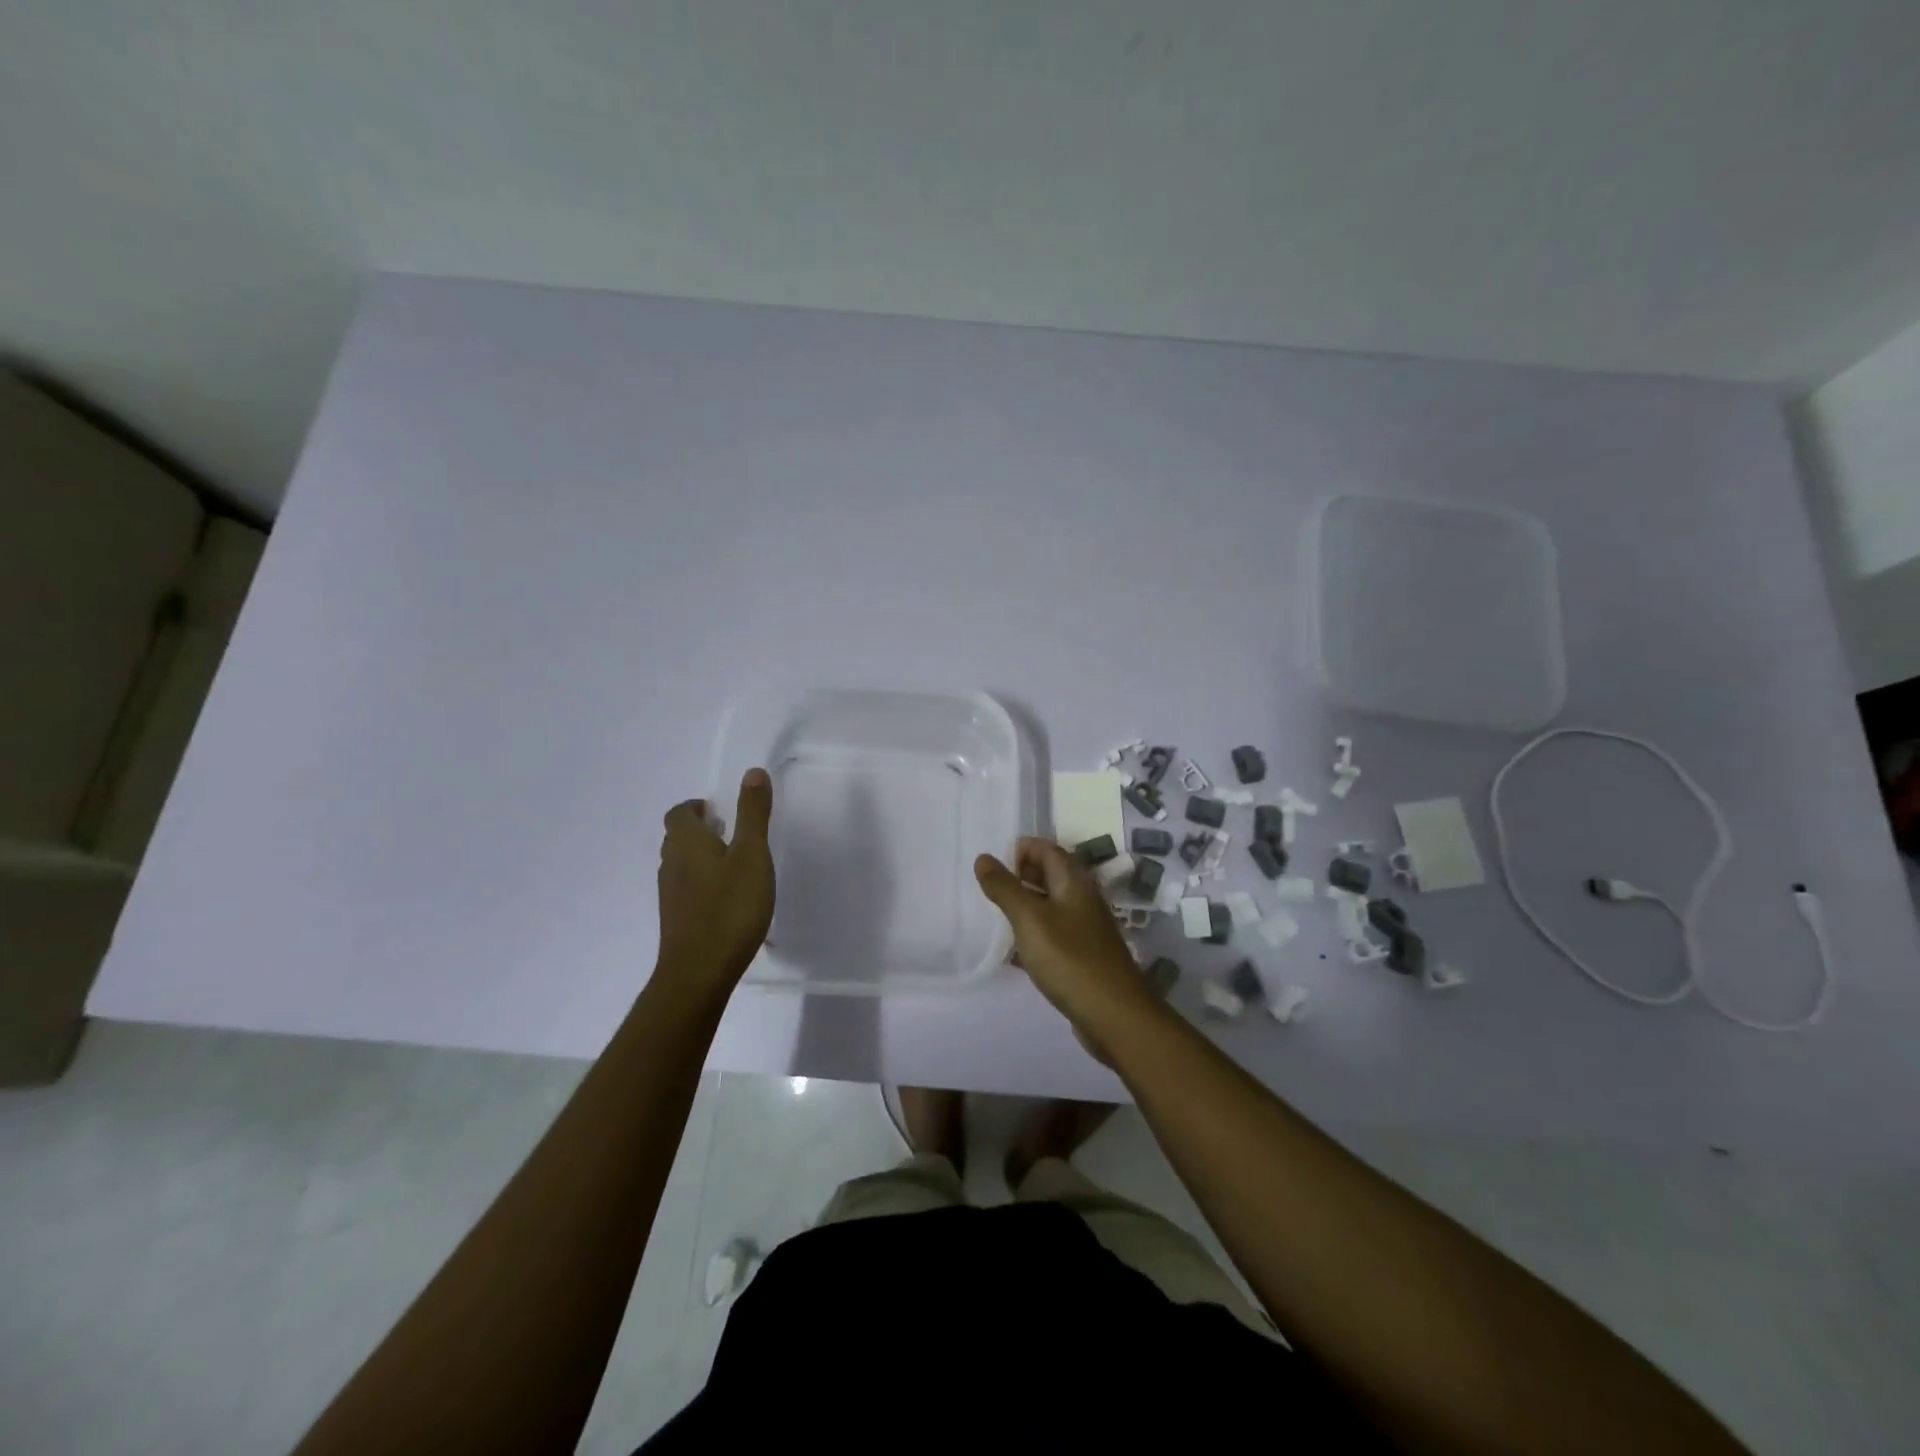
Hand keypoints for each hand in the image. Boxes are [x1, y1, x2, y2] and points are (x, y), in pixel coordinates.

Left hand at [656, 768, 775, 988]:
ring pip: (680, 864)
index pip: (678, 813)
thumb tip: (752, 772)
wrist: (699, 972)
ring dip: (700, 855)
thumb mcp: (752, 855)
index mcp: (687, 843)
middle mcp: (671, 864)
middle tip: (730, 831)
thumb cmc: (730, 907)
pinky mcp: (676, 920)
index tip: (720, 810)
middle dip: (699, 829)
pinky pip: (686, 888)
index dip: (695, 807)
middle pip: (676, 837)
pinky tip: (726, 897)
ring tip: (732, 862)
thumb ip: (753, 814)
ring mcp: (670, 895)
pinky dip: (702, 881)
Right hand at [974, 838, 1153, 1045]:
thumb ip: (1005, 888)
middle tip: (986, 890)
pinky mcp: (1082, 955)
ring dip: (1023, 906)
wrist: (1114, 1015)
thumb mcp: (1029, 919)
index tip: (990, 865)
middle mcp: (1082, 898)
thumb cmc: (1069, 958)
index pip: (1046, 848)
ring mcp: (1084, 928)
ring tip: (992, 917)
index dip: (1019, 849)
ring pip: (1049, 905)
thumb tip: (983, 857)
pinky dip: (1031, 934)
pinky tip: (1011, 951)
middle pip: (1048, 874)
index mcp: (1073, 881)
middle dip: (1018, 876)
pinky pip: (1052, 934)